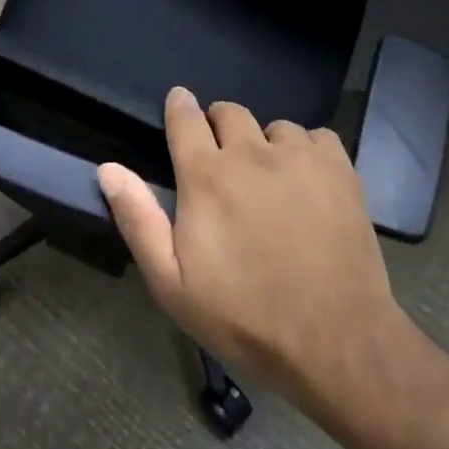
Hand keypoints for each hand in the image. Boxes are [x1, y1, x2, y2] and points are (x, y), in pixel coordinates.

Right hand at [98, 88, 401, 402]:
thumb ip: (138, 220)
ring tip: (272, 182)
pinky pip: (317, 137)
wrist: (336, 342)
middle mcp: (251, 152)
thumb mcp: (173, 284)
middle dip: (220, 128)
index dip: (180, 107)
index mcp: (206, 175)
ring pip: (274, 127)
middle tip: (224, 164)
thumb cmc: (245, 317)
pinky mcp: (339, 168)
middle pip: (229, 112)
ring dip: (266, 145)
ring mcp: (299, 156)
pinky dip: (308, 152)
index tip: (179, 106)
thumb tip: (109, 169)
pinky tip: (310, 184)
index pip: (185, 117)